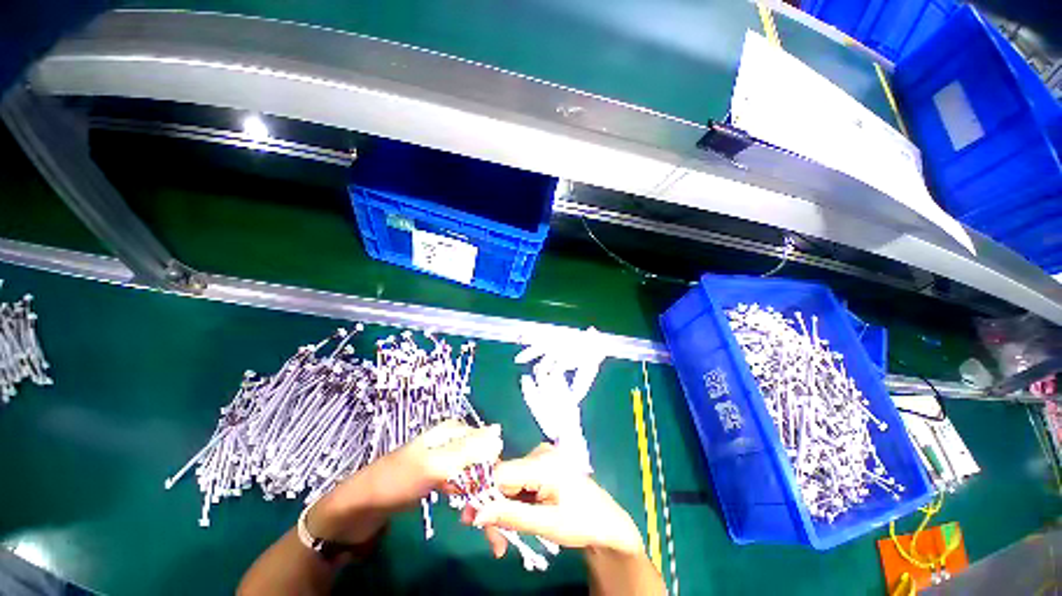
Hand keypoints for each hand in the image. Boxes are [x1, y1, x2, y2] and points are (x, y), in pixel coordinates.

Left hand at [308, 420, 502, 544]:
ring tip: (493, 536)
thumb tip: (500, 433)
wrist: (358, 509)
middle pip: (484, 462)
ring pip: (476, 477)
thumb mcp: (432, 465)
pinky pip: (464, 487)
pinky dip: (472, 504)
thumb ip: (467, 450)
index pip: (490, 445)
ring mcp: (447, 461)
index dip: (497, 470)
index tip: (499, 499)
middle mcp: (454, 442)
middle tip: (494, 527)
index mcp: (454, 431)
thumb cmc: (396, 482)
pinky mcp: (440, 478)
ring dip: (484, 502)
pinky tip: (474, 521)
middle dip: (492, 492)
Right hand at [461, 443, 644, 557]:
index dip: (482, 495)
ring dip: (502, 510)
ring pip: (508, 483)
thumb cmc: (581, 522)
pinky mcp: (542, 465)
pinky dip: (513, 503)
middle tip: (495, 544)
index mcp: (542, 462)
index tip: (470, 522)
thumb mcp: (546, 524)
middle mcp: (539, 453)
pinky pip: (518, 482)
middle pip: (503, 479)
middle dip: (494, 510)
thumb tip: (475, 514)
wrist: (606, 521)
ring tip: (504, 540)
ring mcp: (541, 457)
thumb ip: (510, 516)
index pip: (500, 473)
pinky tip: (515, 520)